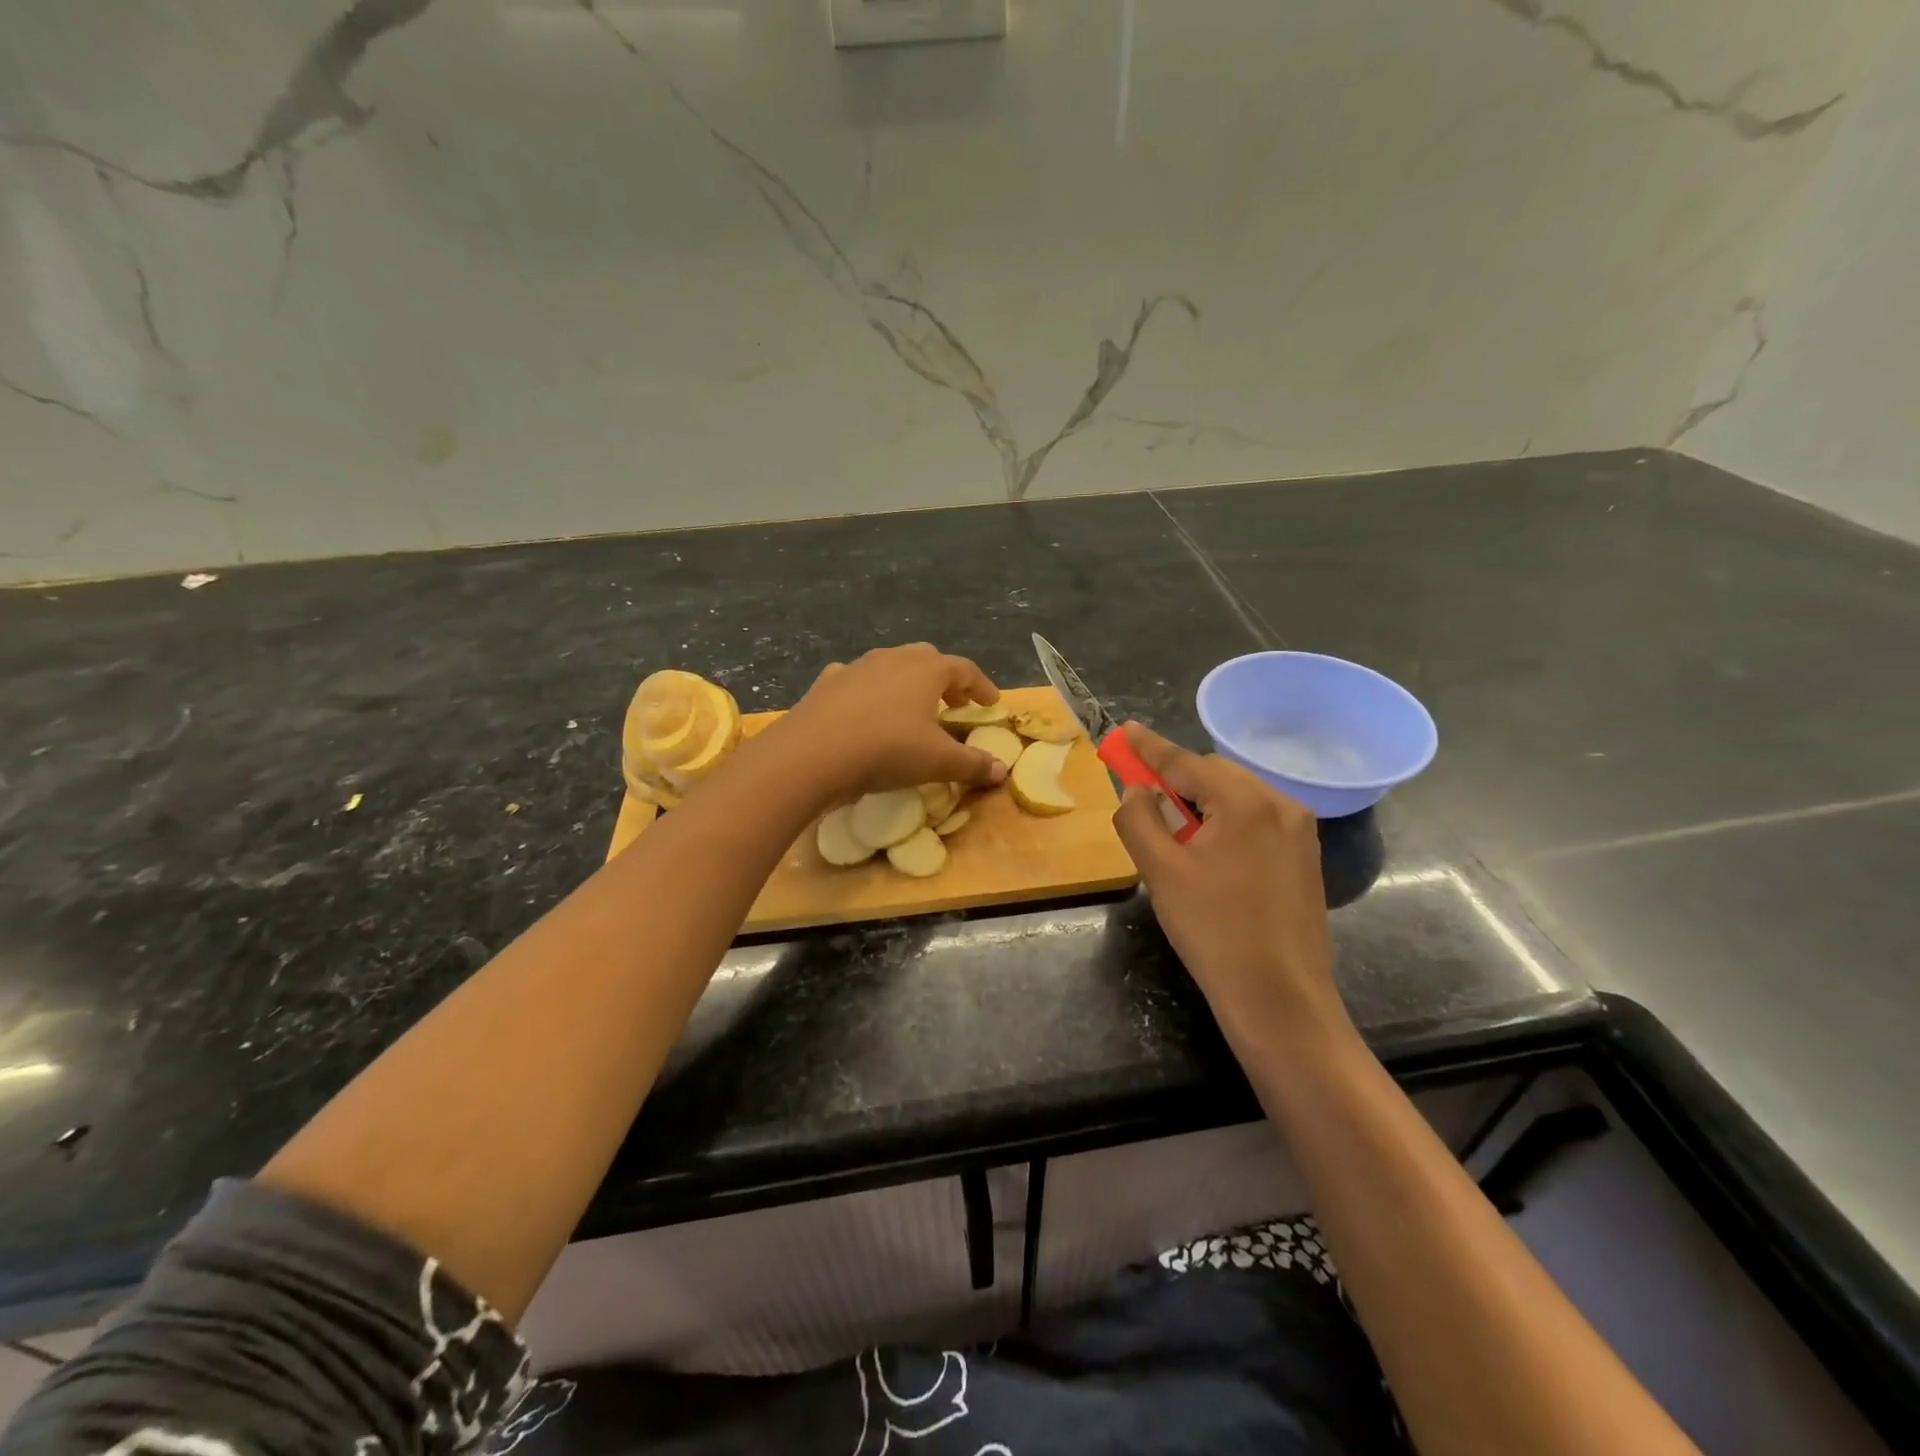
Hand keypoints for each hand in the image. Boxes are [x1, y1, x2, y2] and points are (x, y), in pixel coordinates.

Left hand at [780, 644, 1008, 800]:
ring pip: (890, 665)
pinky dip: (869, 690)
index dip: (981, 686)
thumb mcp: (937, 762)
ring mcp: (857, 667)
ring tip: (911, 706)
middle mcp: (894, 659)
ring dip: (906, 682)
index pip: (965, 670)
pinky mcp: (827, 682)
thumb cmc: (887, 750)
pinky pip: (856, 679)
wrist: (812, 753)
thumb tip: (1001, 771)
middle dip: (945, 678)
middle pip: (928, 659)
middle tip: (954, 702)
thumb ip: (972, 764)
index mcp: (927, 670)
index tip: (990, 703)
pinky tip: (865, 709)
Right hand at [1110, 722, 1348, 1048]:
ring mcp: (1300, 831)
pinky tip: (1210, 857)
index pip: (1185, 762)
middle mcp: (1280, 804)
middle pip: (1214, 775)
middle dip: (1176, 783)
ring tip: (1176, 841)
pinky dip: (1225, 823)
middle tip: (1145, 806)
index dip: (1149, 747)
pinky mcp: (1305, 856)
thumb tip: (1137, 790)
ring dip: (1201, 805)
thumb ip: (1138, 819)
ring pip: (1236, 797)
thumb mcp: (1161, 873)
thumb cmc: (1214, 932)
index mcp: (1245, 802)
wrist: (1280, 1000)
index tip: (1124, 729)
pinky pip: (1255, 820)